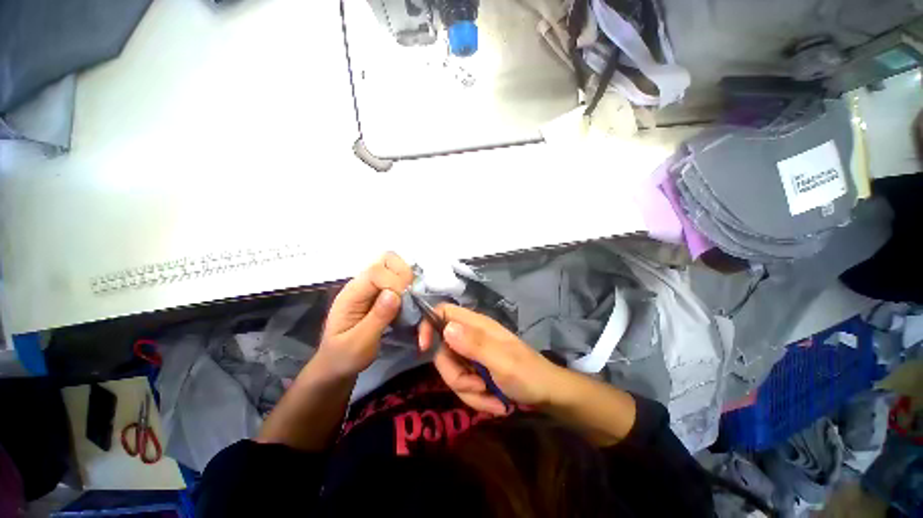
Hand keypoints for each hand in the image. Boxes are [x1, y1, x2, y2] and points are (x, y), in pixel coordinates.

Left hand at [318, 252, 413, 377]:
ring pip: (392, 265)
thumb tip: (394, 293)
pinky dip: (406, 285)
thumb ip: (377, 318)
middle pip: (385, 259)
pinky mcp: (378, 292)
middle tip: (408, 296)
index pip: (376, 271)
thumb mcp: (360, 344)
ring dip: (405, 279)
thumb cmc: (345, 357)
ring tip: (408, 300)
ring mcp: (369, 287)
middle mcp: (360, 284)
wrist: (335, 365)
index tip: (402, 303)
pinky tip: (406, 302)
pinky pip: (396, 277)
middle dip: (402, 273)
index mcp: (351, 294)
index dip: (394, 282)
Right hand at [419, 304, 563, 414]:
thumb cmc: (529, 374)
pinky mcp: (476, 371)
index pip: (443, 312)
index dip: (428, 325)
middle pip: (442, 350)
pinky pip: (463, 385)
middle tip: (477, 386)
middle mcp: (471, 337)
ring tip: (492, 396)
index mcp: (476, 326)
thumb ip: (475, 344)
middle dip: (455, 375)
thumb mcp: (503, 361)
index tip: (424, 348)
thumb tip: (446, 328)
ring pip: (452, 372)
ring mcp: (473, 355)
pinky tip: (495, 402)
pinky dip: (476, 397)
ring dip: (469, 391)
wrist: (548, 395)